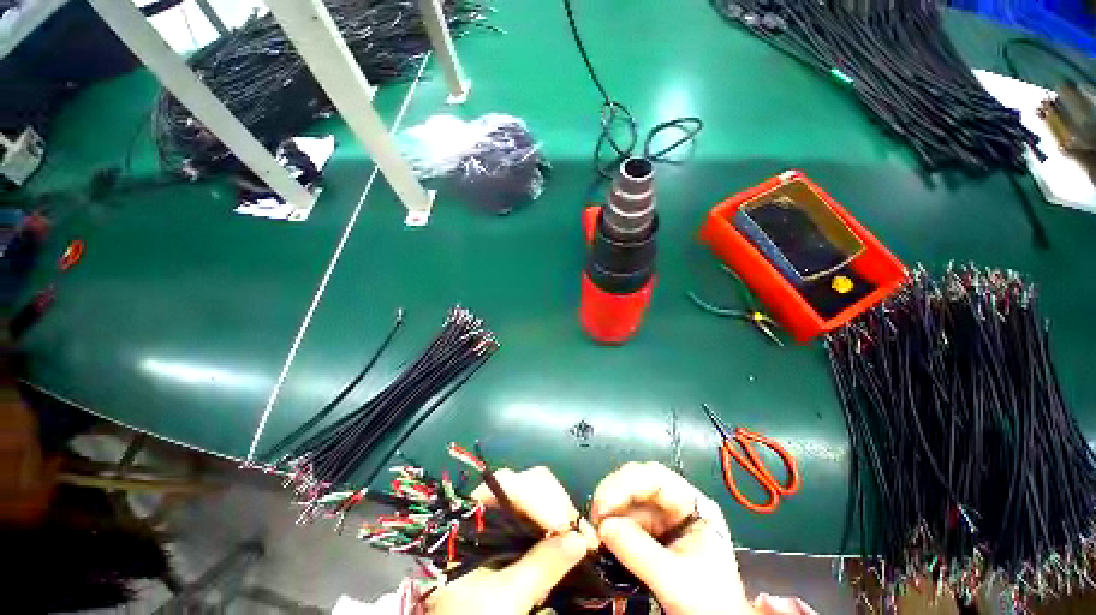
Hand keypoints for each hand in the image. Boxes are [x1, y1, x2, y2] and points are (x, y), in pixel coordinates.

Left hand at [427, 467, 598, 614]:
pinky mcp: (519, 536)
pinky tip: (574, 541)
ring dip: (563, 514)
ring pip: (539, 497)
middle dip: (556, 503)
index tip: (562, 525)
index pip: (507, 484)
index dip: (537, 497)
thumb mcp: (504, 599)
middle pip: (527, 484)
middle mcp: (491, 509)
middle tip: (579, 532)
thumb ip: (541, 566)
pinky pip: (544, 517)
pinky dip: (561, 526)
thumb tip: (580, 539)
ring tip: (582, 540)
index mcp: (473, 516)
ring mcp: (507, 521)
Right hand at [591, 462, 753, 614]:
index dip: (626, 483)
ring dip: (610, 510)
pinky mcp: (651, 536)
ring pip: (630, 501)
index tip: (603, 503)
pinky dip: (612, 525)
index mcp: (693, 505)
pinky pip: (626, 520)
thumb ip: (638, 551)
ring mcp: (663, 520)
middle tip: (595, 515)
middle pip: (639, 483)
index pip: (656, 477)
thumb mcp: (675, 579)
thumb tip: (603, 526)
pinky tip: (603, 536)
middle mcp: (677, 505)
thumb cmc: (707, 604)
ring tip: (596, 529)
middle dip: (615, 494)